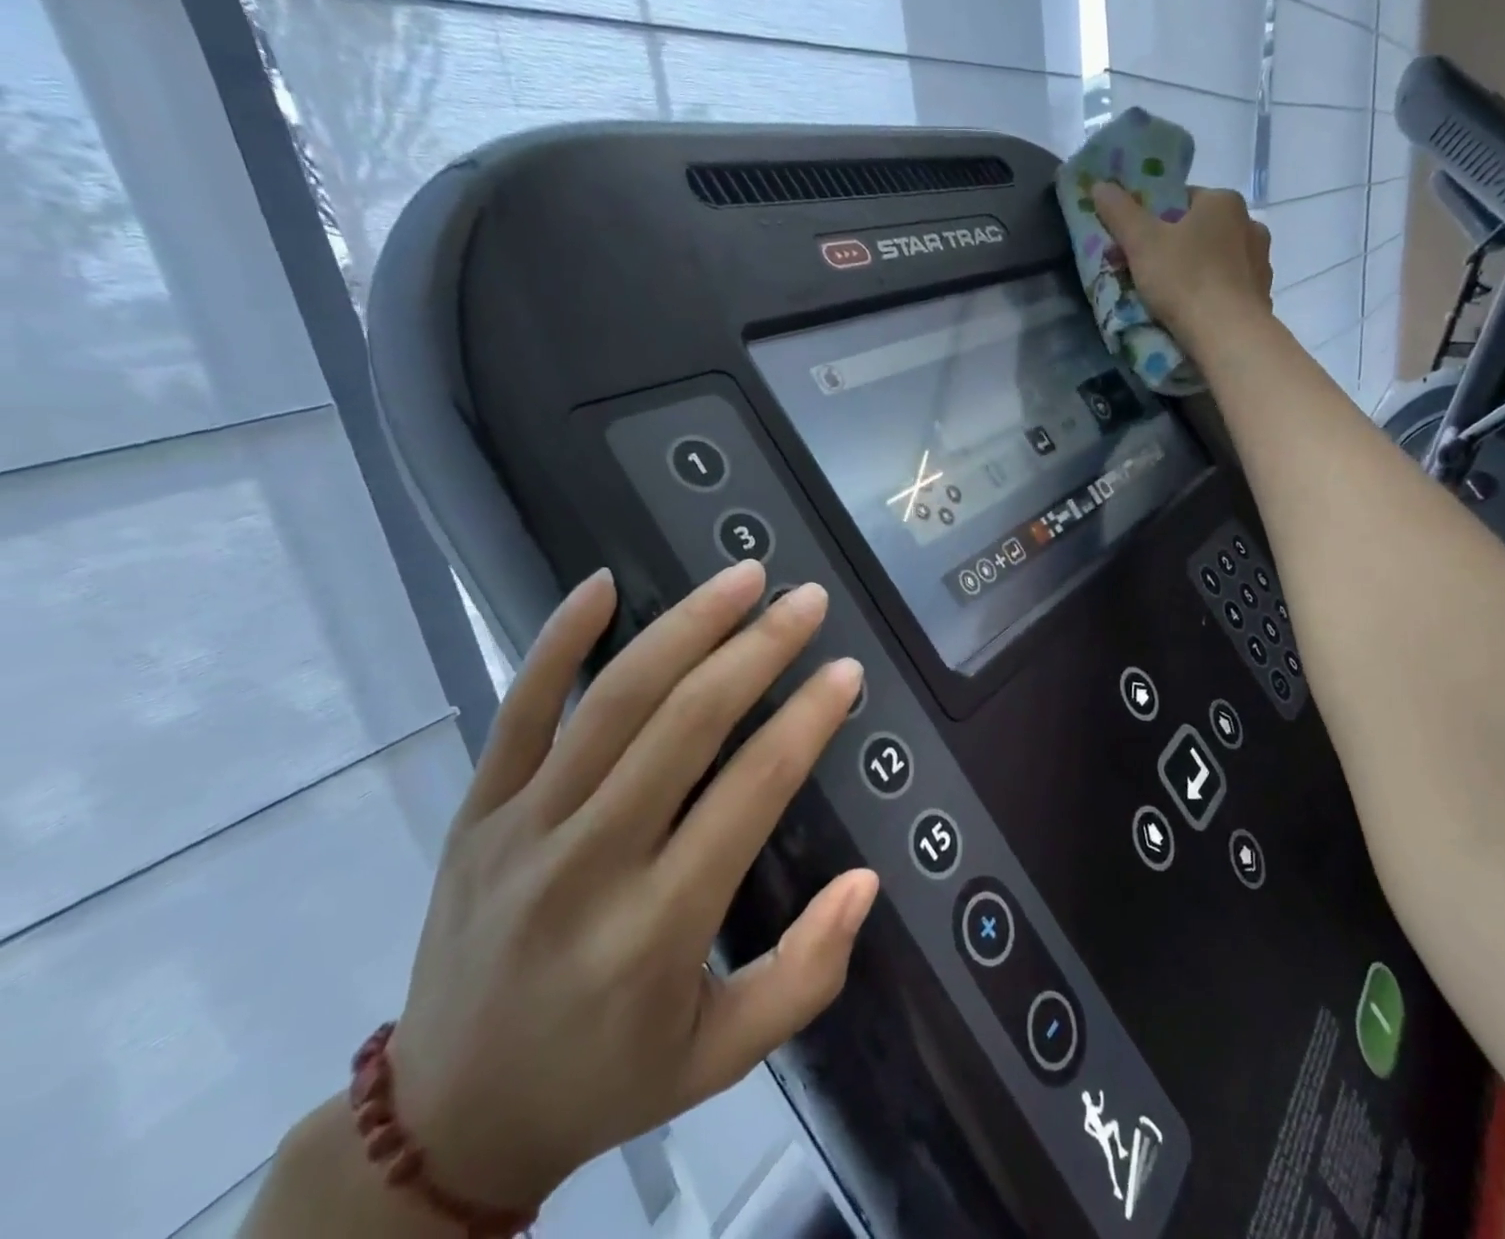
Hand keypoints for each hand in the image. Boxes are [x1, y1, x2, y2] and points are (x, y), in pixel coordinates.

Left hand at [384, 561, 877, 1212]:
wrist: (445, 1121)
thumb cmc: (603, 1081)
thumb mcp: (722, 1060)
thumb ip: (806, 974)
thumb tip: (865, 882)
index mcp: (655, 927)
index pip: (750, 791)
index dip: (806, 721)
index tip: (845, 673)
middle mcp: (589, 861)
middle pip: (686, 723)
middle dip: (758, 649)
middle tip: (807, 601)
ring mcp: (523, 826)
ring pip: (614, 699)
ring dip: (686, 626)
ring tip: (743, 578)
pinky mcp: (479, 810)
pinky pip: (520, 708)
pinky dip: (560, 638)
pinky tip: (604, 583)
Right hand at [1091, 181, 1274, 353]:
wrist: (1228, 335)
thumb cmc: (1184, 280)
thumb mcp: (1141, 243)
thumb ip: (1120, 212)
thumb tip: (1100, 184)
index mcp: (1223, 201)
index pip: (1181, 200)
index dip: (1152, 220)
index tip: (1134, 244)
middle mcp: (1249, 224)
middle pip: (1198, 230)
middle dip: (1171, 247)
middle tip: (1143, 273)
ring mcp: (1260, 261)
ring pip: (1215, 259)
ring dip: (1193, 271)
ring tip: (1167, 297)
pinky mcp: (1262, 294)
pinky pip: (1228, 287)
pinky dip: (1210, 294)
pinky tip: (1193, 311)